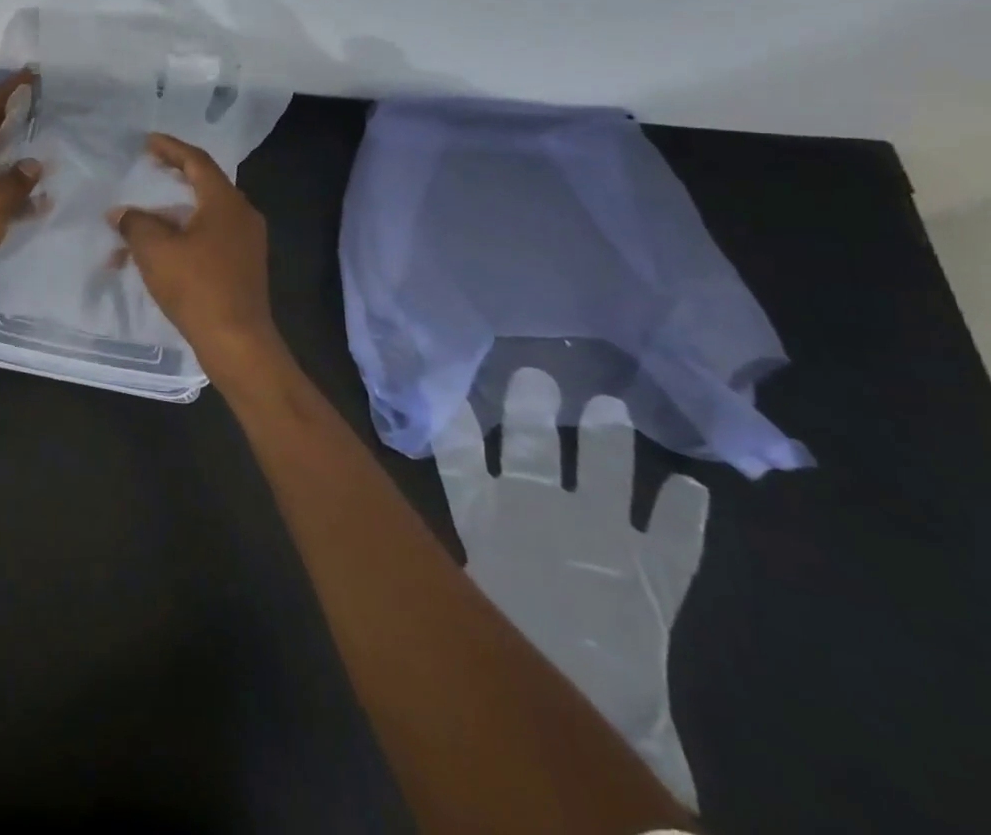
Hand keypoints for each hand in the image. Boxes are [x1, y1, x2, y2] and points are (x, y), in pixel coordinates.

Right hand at [111, 134, 283, 387]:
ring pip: (204, 215)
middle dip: (173, 177)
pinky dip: (182, 236)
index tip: (148, 142)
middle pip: (204, 185)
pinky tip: (158, 252)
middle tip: (148, 169)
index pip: (197, 161)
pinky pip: (209, 238)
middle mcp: (242, 216)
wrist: (237, 341)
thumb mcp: (155, 250)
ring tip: (141, 219)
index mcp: (225, 202)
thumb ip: (135, 223)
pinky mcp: (243, 266)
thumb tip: (121, 213)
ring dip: (172, 214)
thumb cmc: (197, 287)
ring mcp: (246, 243)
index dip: (171, 148)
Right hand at [433, 370, 709, 808]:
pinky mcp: (655, 572)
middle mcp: (542, 515)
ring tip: (610, 407)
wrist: (592, 711)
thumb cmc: (517, 648)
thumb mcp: (471, 603)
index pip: (459, 460)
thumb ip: (444, 569)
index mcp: (492, 523)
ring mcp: (603, 538)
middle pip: (529, 450)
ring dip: (609, 443)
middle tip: (534, 375)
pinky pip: (675, 539)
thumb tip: (394, 534)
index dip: (452, 425)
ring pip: (605, 475)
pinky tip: (692, 491)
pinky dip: (684, 517)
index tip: (448, 392)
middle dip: (530, 413)